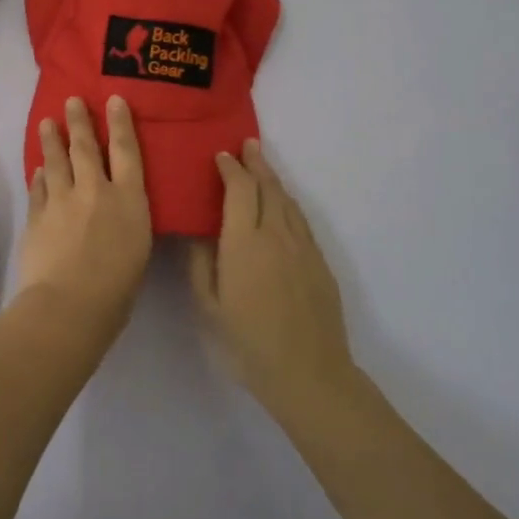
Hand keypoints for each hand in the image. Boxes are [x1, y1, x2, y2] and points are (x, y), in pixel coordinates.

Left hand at [16, 95, 152, 335]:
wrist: (70, 304)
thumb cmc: (118, 287)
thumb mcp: (139, 248)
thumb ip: (128, 220)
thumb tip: (117, 207)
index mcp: (129, 200)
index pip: (127, 151)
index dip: (121, 123)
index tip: (114, 99)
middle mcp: (95, 190)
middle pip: (86, 147)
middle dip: (80, 121)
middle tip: (72, 100)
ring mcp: (62, 201)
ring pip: (56, 161)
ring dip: (52, 140)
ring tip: (47, 123)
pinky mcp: (38, 216)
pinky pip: (39, 188)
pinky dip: (39, 176)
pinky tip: (38, 169)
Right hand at [188, 139, 356, 416]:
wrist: (309, 373)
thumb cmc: (249, 342)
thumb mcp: (210, 306)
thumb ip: (201, 263)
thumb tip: (198, 232)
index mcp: (245, 242)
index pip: (240, 189)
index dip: (230, 168)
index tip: (221, 156)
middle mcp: (276, 234)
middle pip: (268, 186)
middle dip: (256, 163)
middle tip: (247, 145)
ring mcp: (303, 246)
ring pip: (288, 200)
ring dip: (273, 178)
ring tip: (262, 165)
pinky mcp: (319, 261)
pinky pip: (301, 219)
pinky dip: (288, 202)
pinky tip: (283, 204)